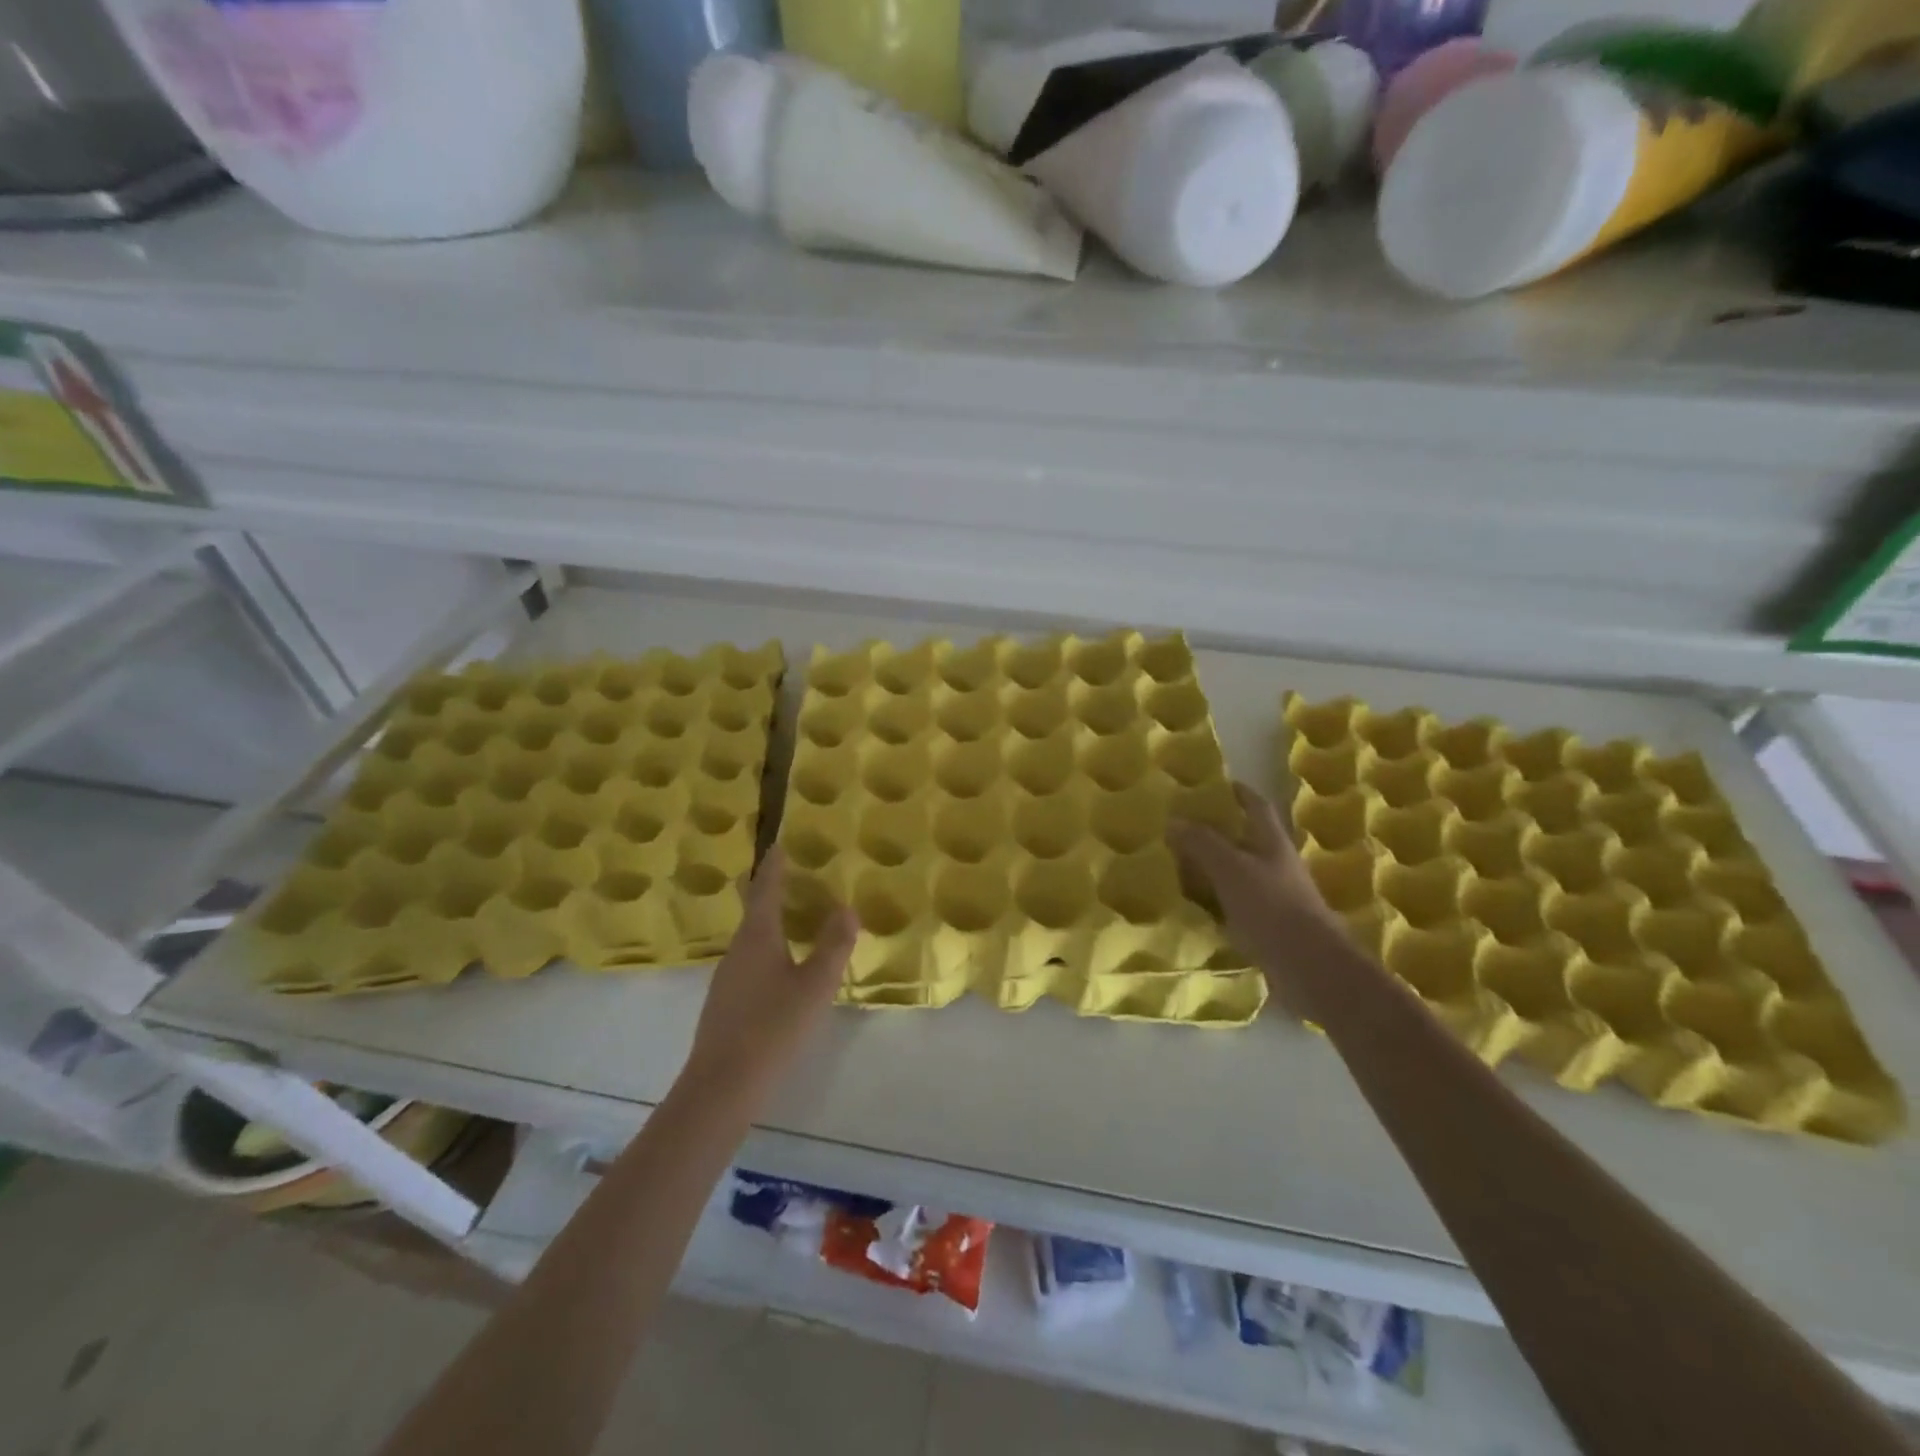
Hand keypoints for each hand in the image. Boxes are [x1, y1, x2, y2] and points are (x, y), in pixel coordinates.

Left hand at [683, 848, 858, 1099]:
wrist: (722, 1085)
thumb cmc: (773, 1027)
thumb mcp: (815, 985)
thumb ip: (833, 946)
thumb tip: (846, 909)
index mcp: (757, 937)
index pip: (765, 890)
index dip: (773, 867)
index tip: (778, 844)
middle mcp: (737, 950)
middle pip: (754, 912)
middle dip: (770, 892)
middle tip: (789, 877)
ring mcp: (726, 978)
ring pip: (750, 939)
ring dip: (769, 923)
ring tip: (791, 918)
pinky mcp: (725, 1003)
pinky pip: (748, 962)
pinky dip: (766, 950)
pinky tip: (779, 969)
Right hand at [1170, 782, 1346, 1014]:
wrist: (1309, 967)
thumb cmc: (1271, 907)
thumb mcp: (1230, 868)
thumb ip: (1202, 843)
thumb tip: (1174, 819)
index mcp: (1272, 843)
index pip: (1256, 806)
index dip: (1238, 793)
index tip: (1215, 785)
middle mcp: (1276, 866)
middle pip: (1246, 840)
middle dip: (1218, 833)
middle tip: (1183, 828)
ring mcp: (1275, 898)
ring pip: (1240, 874)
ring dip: (1214, 869)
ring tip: (1180, 866)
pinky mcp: (1269, 927)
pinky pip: (1236, 906)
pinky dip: (1216, 903)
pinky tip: (1194, 908)